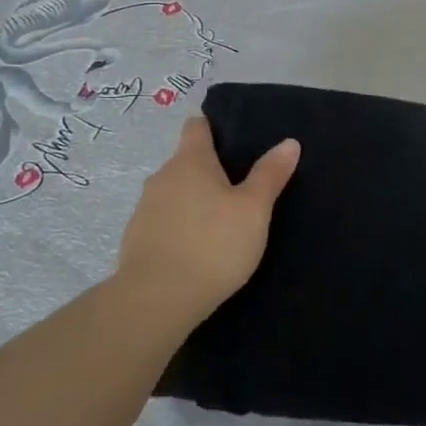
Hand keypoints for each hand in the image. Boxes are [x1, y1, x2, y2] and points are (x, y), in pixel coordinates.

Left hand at [113, 117, 300, 323]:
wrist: (157, 299)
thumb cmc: (213, 244)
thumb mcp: (254, 210)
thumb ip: (270, 174)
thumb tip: (289, 142)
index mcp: (190, 160)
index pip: (197, 126)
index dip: (214, 128)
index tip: (234, 141)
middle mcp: (162, 176)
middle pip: (186, 161)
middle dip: (209, 170)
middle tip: (240, 189)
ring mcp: (144, 208)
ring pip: (174, 193)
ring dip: (193, 201)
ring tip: (221, 222)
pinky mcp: (136, 239)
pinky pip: (163, 221)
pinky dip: (179, 227)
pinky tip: (197, 249)